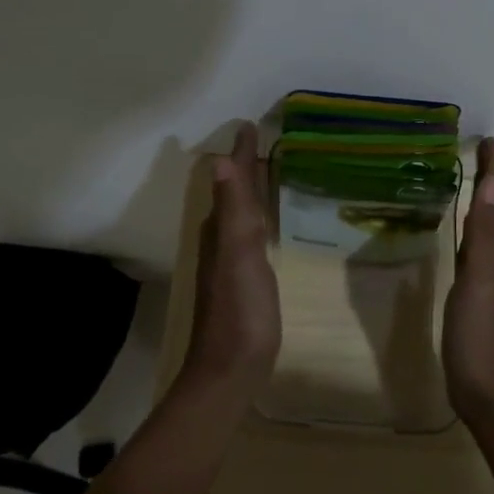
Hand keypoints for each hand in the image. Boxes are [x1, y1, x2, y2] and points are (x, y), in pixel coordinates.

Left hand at [183, 121, 281, 394]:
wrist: (232, 369)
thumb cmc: (240, 310)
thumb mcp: (239, 255)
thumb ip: (233, 210)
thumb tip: (222, 160)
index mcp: (221, 228)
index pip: (234, 180)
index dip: (243, 153)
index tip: (251, 125)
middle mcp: (222, 239)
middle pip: (236, 193)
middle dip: (248, 166)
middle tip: (266, 141)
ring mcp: (232, 261)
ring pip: (242, 213)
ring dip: (253, 190)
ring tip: (272, 171)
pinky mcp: (245, 279)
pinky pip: (252, 233)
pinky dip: (260, 216)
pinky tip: (270, 221)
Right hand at [443, 137, 493, 422]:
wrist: (491, 392)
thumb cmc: (483, 333)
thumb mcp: (484, 277)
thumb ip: (489, 231)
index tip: (487, 139)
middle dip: (489, 178)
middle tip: (471, 152)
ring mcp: (493, 277)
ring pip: (490, 227)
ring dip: (481, 201)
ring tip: (463, 180)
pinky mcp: (480, 294)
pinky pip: (477, 247)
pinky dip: (470, 228)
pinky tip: (458, 232)